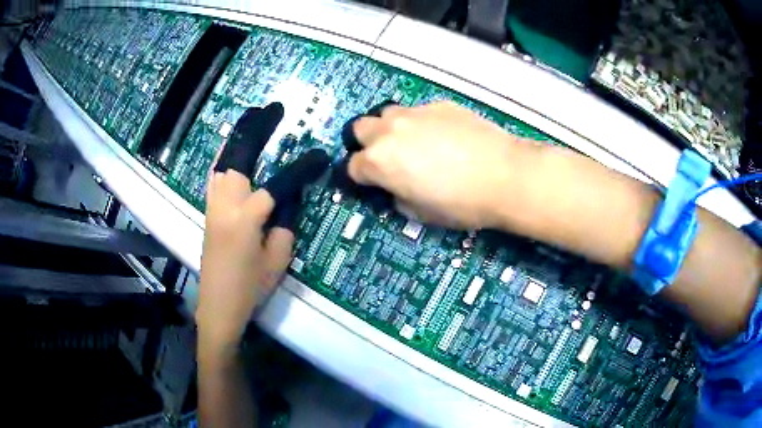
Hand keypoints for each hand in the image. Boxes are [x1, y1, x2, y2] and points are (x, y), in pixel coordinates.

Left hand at [197, 172, 293, 350]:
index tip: (297, 185)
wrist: (218, 307)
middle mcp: (224, 210)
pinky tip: (235, 192)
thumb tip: (282, 215)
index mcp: (244, 221)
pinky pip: (213, 191)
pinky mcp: (206, 221)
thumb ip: (283, 233)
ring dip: (236, 175)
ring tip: (251, 182)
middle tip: (267, 185)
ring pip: (220, 177)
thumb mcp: (277, 264)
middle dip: (253, 174)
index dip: (283, 189)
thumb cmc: (249, 288)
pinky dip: (224, 184)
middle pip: (236, 173)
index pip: (266, 193)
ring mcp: (211, 214)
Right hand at [348, 101, 537, 228]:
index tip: (373, 183)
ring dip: (391, 128)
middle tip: (389, 158)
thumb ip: (398, 198)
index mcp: (380, 162)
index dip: (361, 177)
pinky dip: (422, 123)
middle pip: (360, 129)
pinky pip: (419, 111)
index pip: (352, 166)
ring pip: (388, 114)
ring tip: (414, 142)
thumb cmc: (461, 204)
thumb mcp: (421, 213)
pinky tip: (444, 136)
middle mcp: (390, 131)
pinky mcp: (439, 105)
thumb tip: (396, 189)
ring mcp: (415, 113)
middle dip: (368, 143)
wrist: (504, 176)